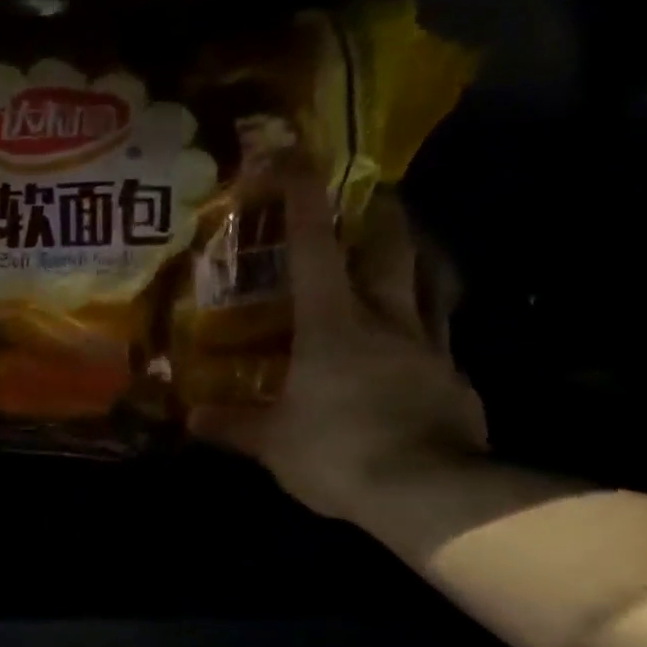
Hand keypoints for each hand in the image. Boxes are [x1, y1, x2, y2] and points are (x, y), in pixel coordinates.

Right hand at [188, 149, 486, 524]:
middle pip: (389, 247)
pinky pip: (440, 337)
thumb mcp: (273, 443)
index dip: (301, 196)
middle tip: (368, 195)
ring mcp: (428, 347)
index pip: (313, 246)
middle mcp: (386, 319)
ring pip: (427, 283)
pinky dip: (425, 328)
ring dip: (414, 258)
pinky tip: (414, 346)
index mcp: (333, 322)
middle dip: (377, 213)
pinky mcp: (455, 379)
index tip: (292, 155)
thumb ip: (233, 424)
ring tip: (402, 250)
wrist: (427, 492)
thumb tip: (191, 416)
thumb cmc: (338, 452)